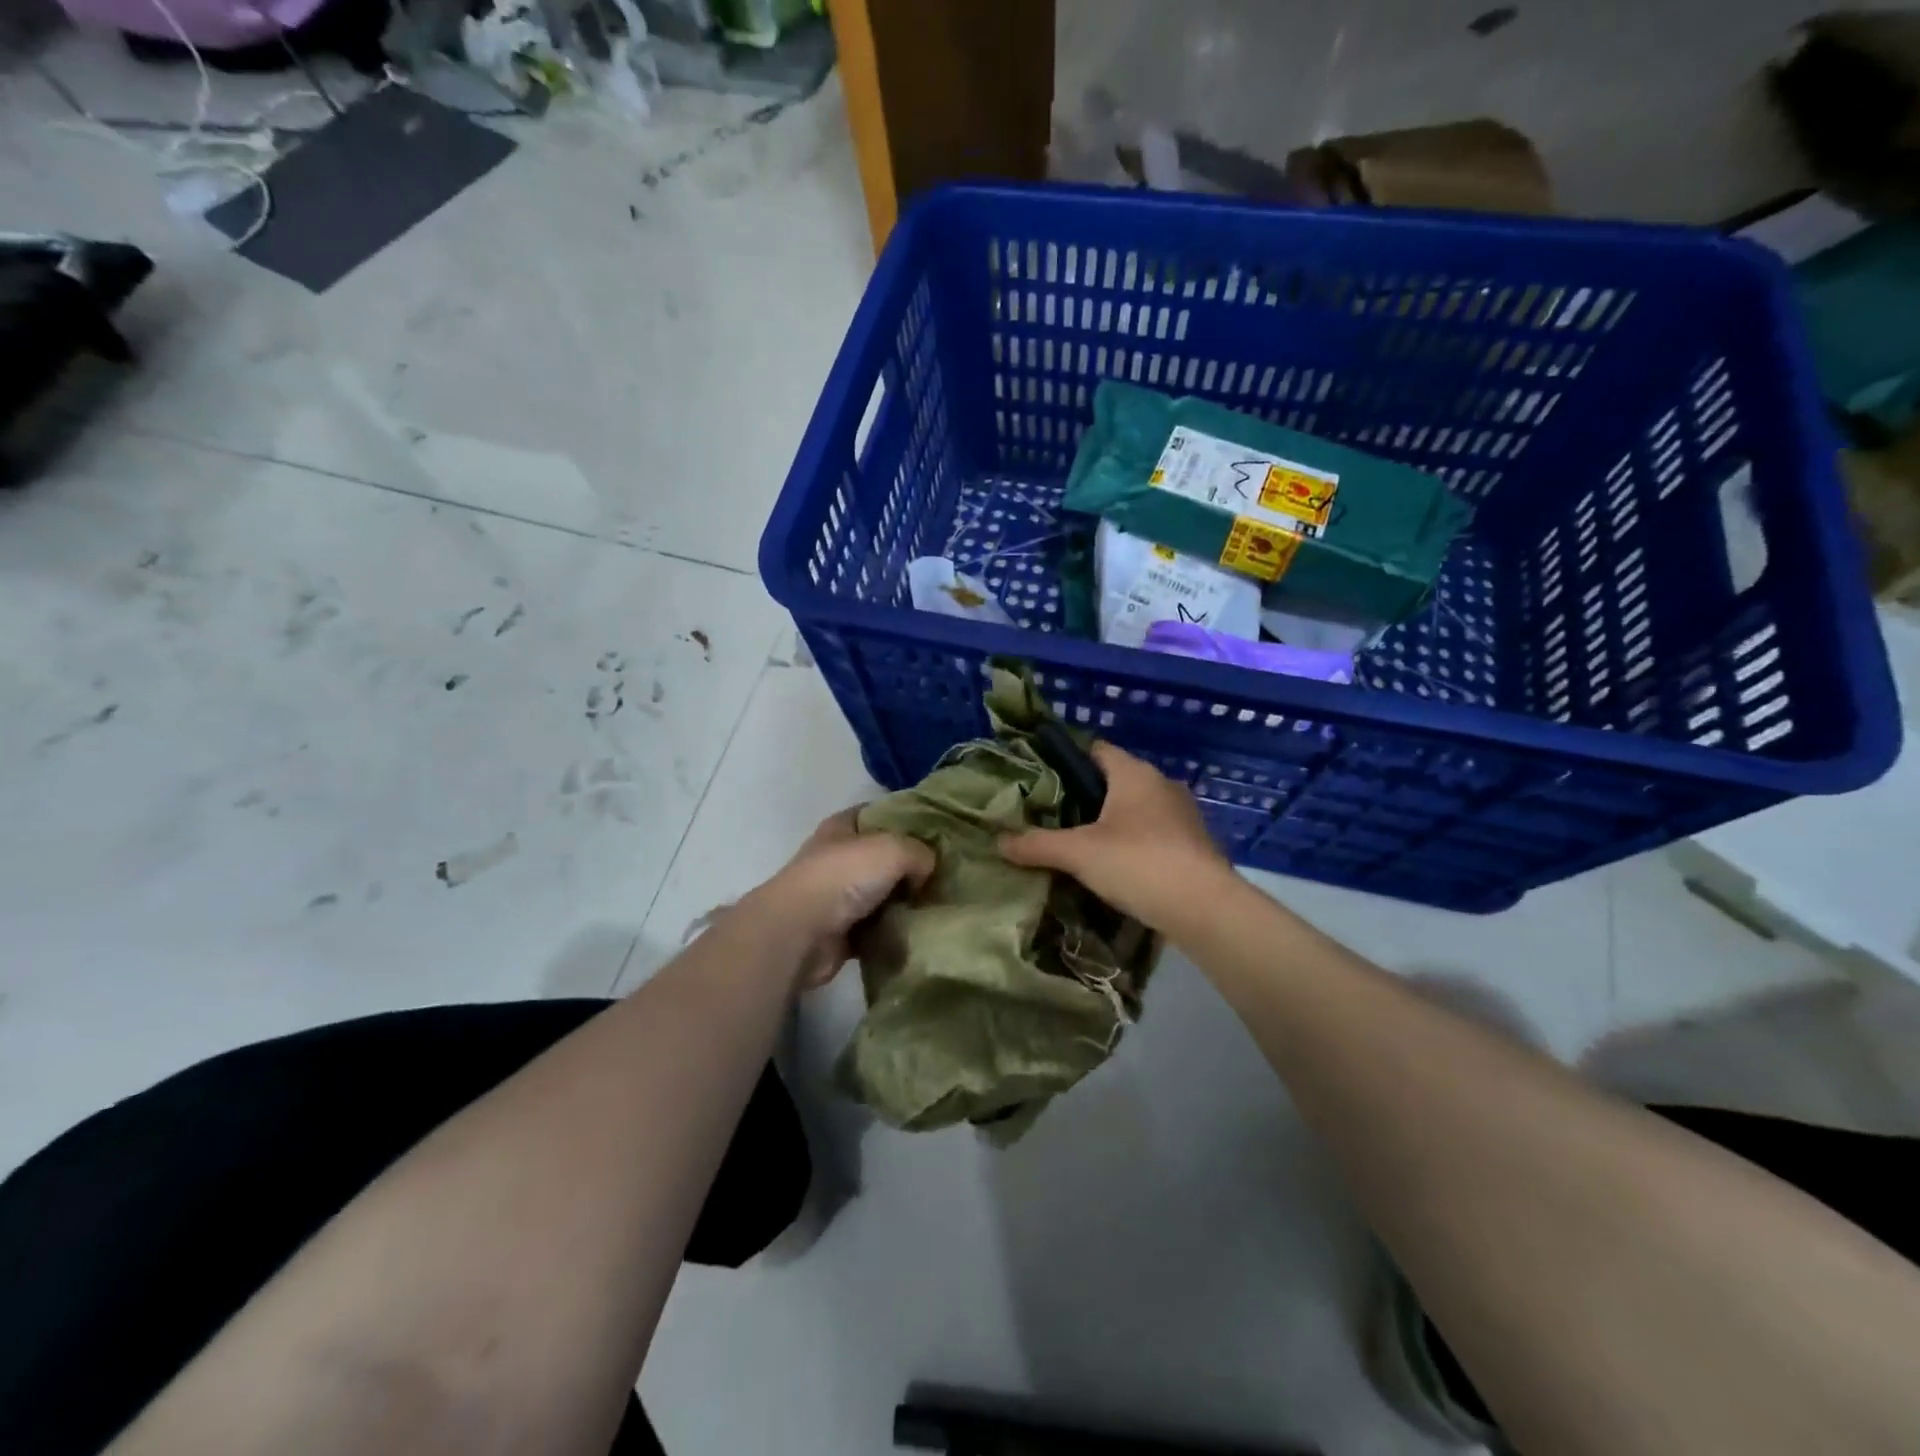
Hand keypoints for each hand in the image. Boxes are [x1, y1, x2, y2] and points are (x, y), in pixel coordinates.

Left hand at [753, 808, 934, 989]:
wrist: (801, 933)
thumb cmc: (843, 877)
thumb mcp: (892, 848)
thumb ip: (919, 852)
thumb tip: (927, 870)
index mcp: (842, 827)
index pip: (879, 813)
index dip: (907, 819)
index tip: (939, 832)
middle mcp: (838, 857)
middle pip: (884, 856)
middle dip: (912, 865)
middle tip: (945, 873)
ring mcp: (838, 896)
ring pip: (883, 893)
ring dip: (905, 901)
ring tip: (939, 904)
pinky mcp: (842, 931)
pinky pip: (878, 927)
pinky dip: (894, 930)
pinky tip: (920, 930)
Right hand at [998, 741, 1229, 934]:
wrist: (1205, 908)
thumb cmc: (1138, 863)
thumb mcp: (1078, 853)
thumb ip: (1037, 845)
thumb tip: (998, 842)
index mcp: (1134, 773)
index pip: (1097, 749)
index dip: (1068, 759)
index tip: (1042, 779)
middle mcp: (1162, 784)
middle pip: (1116, 780)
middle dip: (1087, 796)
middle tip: (1054, 816)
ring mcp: (1183, 814)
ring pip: (1138, 808)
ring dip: (1113, 822)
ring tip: (1081, 844)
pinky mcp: (1194, 844)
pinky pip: (1155, 833)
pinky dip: (1135, 843)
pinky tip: (1116, 867)